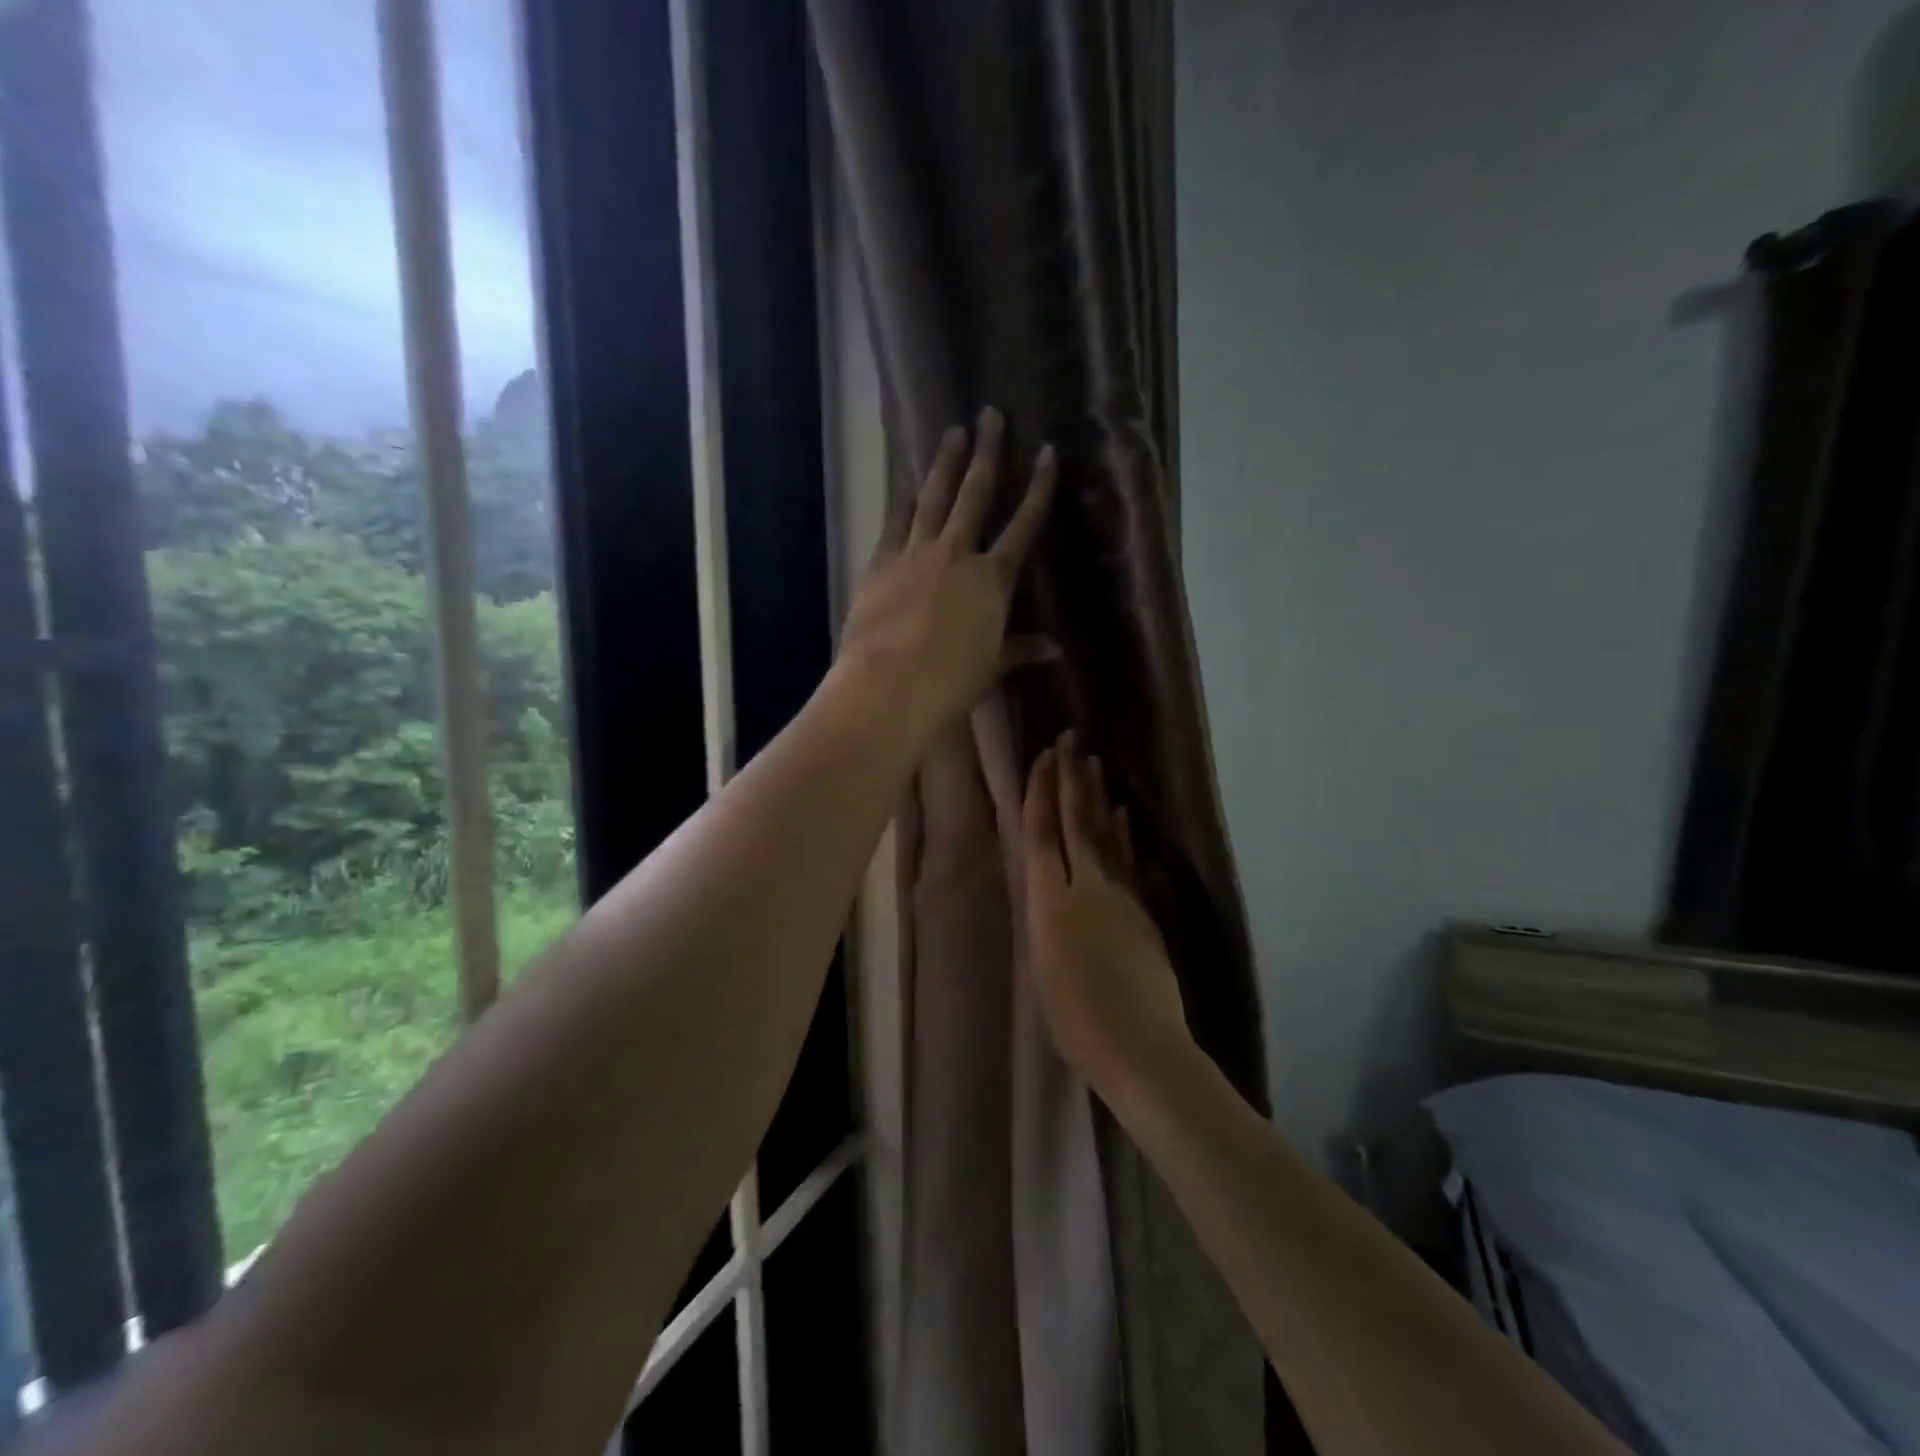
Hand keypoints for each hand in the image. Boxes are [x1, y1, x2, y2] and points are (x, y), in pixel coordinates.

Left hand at [836, 407, 1056, 742]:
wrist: (891, 685)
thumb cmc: (951, 682)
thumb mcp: (992, 666)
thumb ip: (1020, 649)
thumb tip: (1054, 649)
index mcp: (993, 579)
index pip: (1024, 524)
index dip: (1038, 487)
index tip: (1047, 451)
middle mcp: (957, 554)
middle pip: (975, 494)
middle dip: (987, 452)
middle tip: (990, 414)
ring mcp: (915, 553)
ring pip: (933, 497)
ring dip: (944, 463)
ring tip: (952, 432)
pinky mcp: (881, 563)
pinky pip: (895, 522)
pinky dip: (903, 501)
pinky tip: (906, 483)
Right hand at [1023, 733, 1191, 1083]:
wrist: (1140, 1047)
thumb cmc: (1076, 1022)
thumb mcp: (1042, 968)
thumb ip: (1046, 921)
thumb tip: (1049, 895)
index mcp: (1050, 904)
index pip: (1042, 836)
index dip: (1041, 794)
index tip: (1043, 759)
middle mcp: (1085, 888)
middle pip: (1075, 823)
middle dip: (1070, 779)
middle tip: (1069, 739)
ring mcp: (1120, 897)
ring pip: (1105, 835)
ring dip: (1097, 797)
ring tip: (1092, 763)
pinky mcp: (1143, 911)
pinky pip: (1129, 862)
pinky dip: (1124, 835)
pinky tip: (1123, 814)